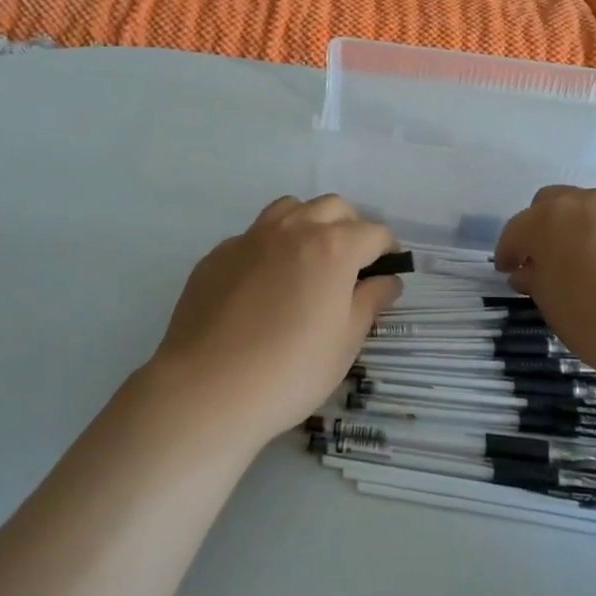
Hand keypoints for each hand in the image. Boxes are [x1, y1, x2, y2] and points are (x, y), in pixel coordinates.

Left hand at [138, 195, 399, 448]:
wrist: (207, 388)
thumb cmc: (291, 370)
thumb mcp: (346, 342)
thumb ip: (370, 302)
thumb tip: (386, 280)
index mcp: (333, 247)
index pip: (374, 232)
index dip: (388, 250)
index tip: (387, 272)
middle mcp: (293, 229)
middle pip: (333, 207)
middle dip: (350, 227)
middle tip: (351, 265)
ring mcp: (250, 237)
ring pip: (290, 208)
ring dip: (308, 223)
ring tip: (309, 260)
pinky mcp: (217, 254)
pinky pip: (253, 235)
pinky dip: (270, 247)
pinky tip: (264, 284)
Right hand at [494, 186, 595, 391]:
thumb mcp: (555, 310)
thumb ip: (535, 282)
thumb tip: (527, 272)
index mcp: (550, 222)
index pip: (517, 229)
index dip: (509, 251)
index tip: (509, 270)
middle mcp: (587, 202)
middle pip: (554, 203)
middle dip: (545, 226)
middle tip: (549, 258)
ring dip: (587, 229)